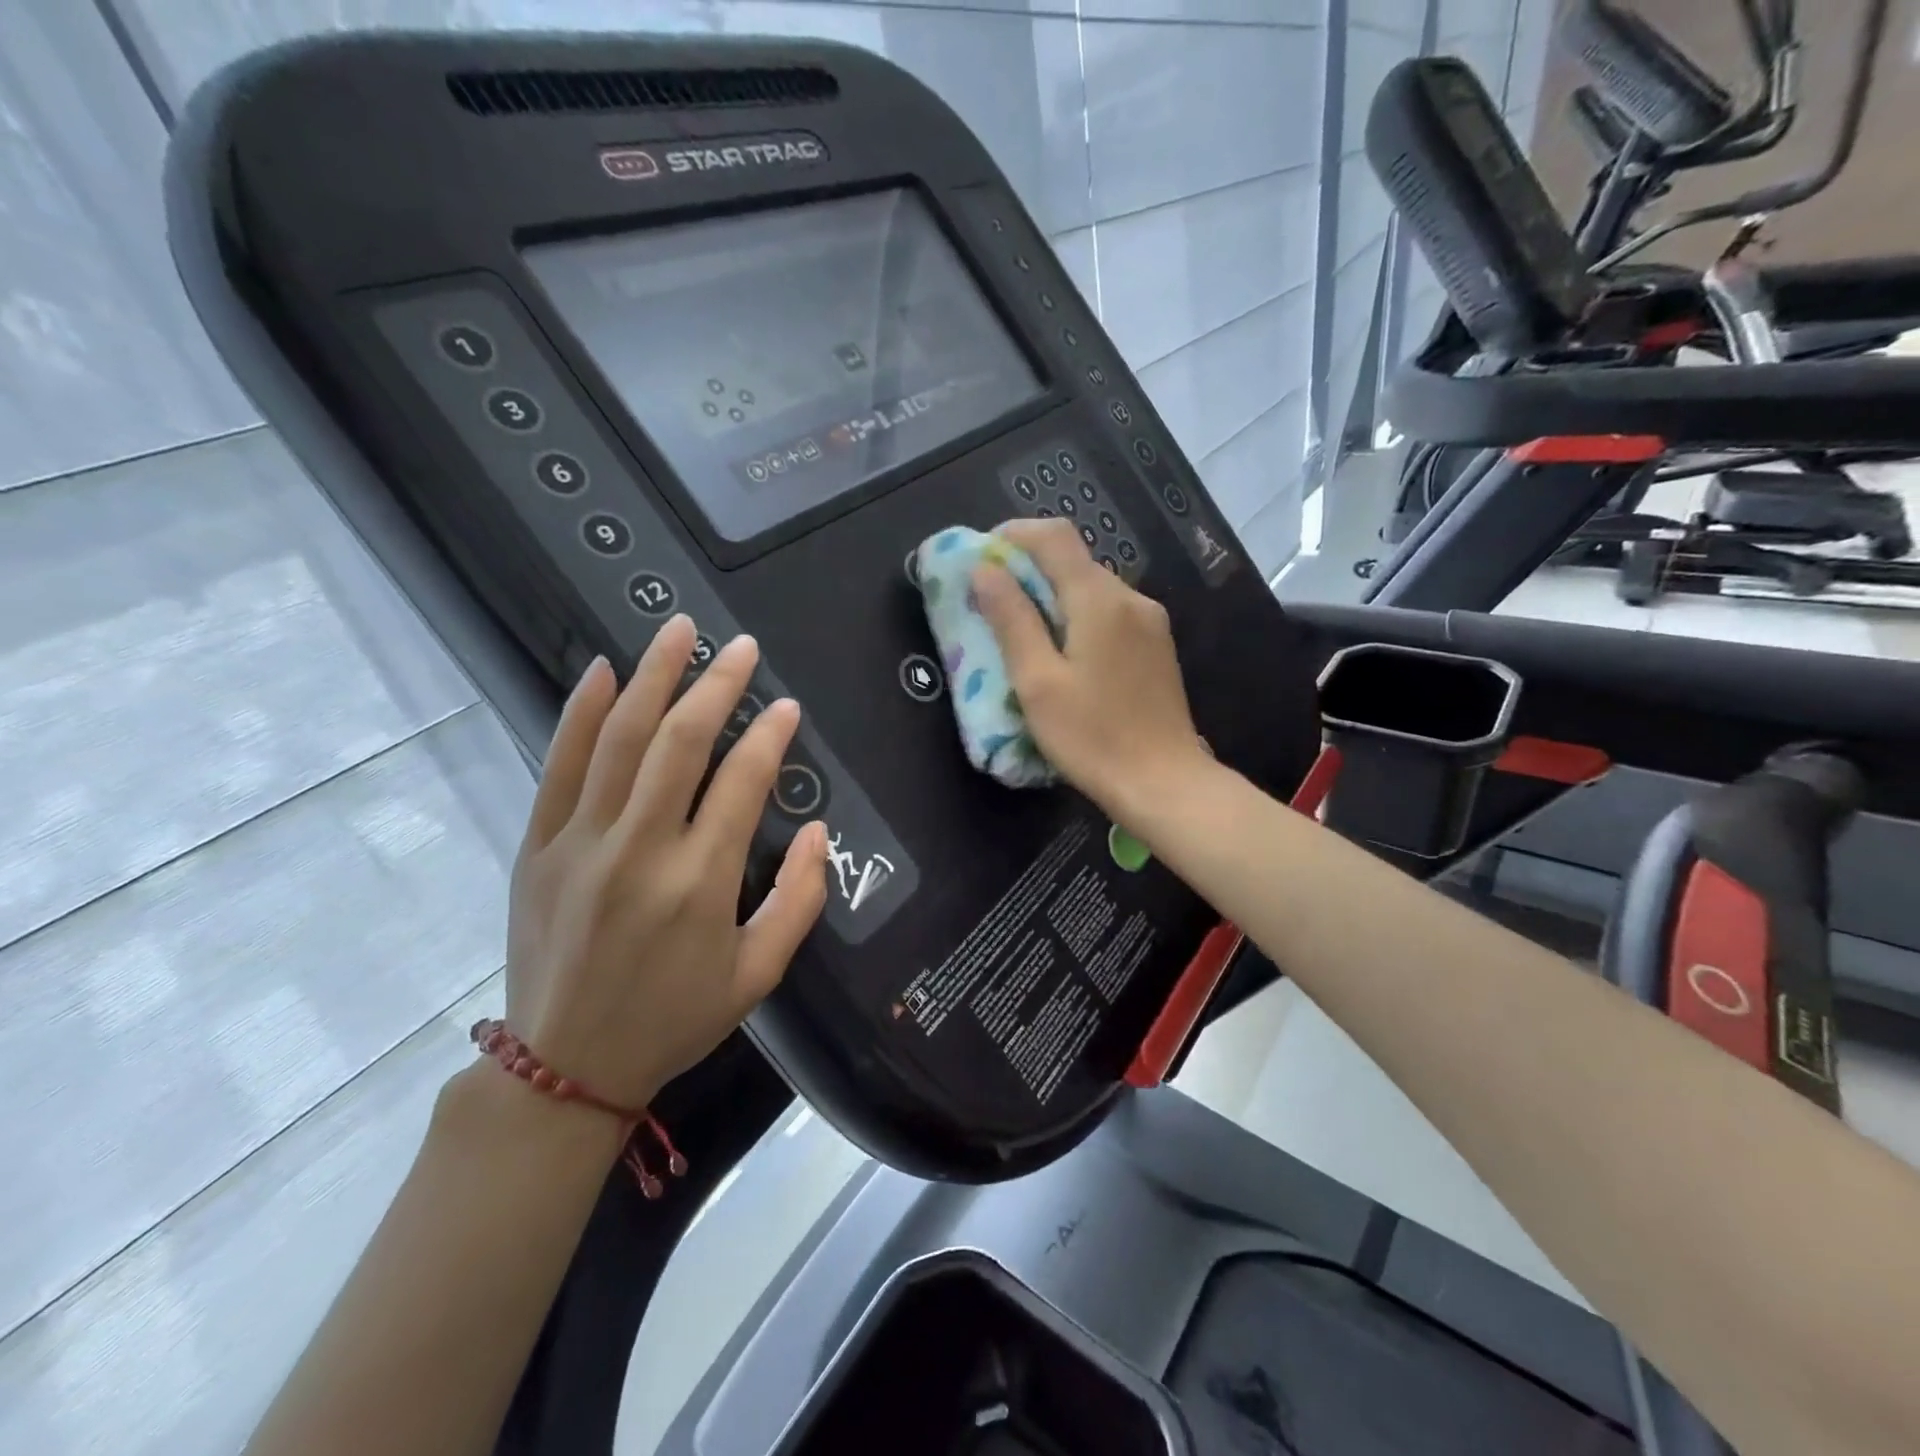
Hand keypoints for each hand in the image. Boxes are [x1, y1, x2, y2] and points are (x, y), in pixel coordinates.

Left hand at [504, 616, 827, 1109]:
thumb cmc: (674, 1019)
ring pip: (618, 739)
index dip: (768, 736)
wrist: (565, 1066)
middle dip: (715, 685)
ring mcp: (579, 843)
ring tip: (677, 631)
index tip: (786, 707)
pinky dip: (579, 713)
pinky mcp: (536, 847)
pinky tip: (601, 671)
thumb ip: (800, 900)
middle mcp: (639, 849)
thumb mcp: (758, 975)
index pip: (742, 783)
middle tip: (739, 647)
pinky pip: (558, 767)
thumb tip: (818, 831)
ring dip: (651, 677)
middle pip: (679, 743)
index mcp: (700, 883)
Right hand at [972, 517, 1209, 821]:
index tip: (981, 555)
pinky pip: (1110, 613)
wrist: (1165, 783)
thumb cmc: (1092, 736)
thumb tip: (985, 570)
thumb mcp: (1037, 681)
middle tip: (991, 599)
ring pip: (1092, 589)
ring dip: (1053, 595)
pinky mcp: (1156, 647)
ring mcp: (1150, 622)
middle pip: (1074, 561)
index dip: (1014, 534)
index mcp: (1099, 599)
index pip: (1054, 537)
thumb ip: (1011, 620)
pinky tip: (1062, 652)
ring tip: (1021, 629)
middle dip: (1029, 568)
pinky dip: (1078, 616)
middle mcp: (1131, 598)